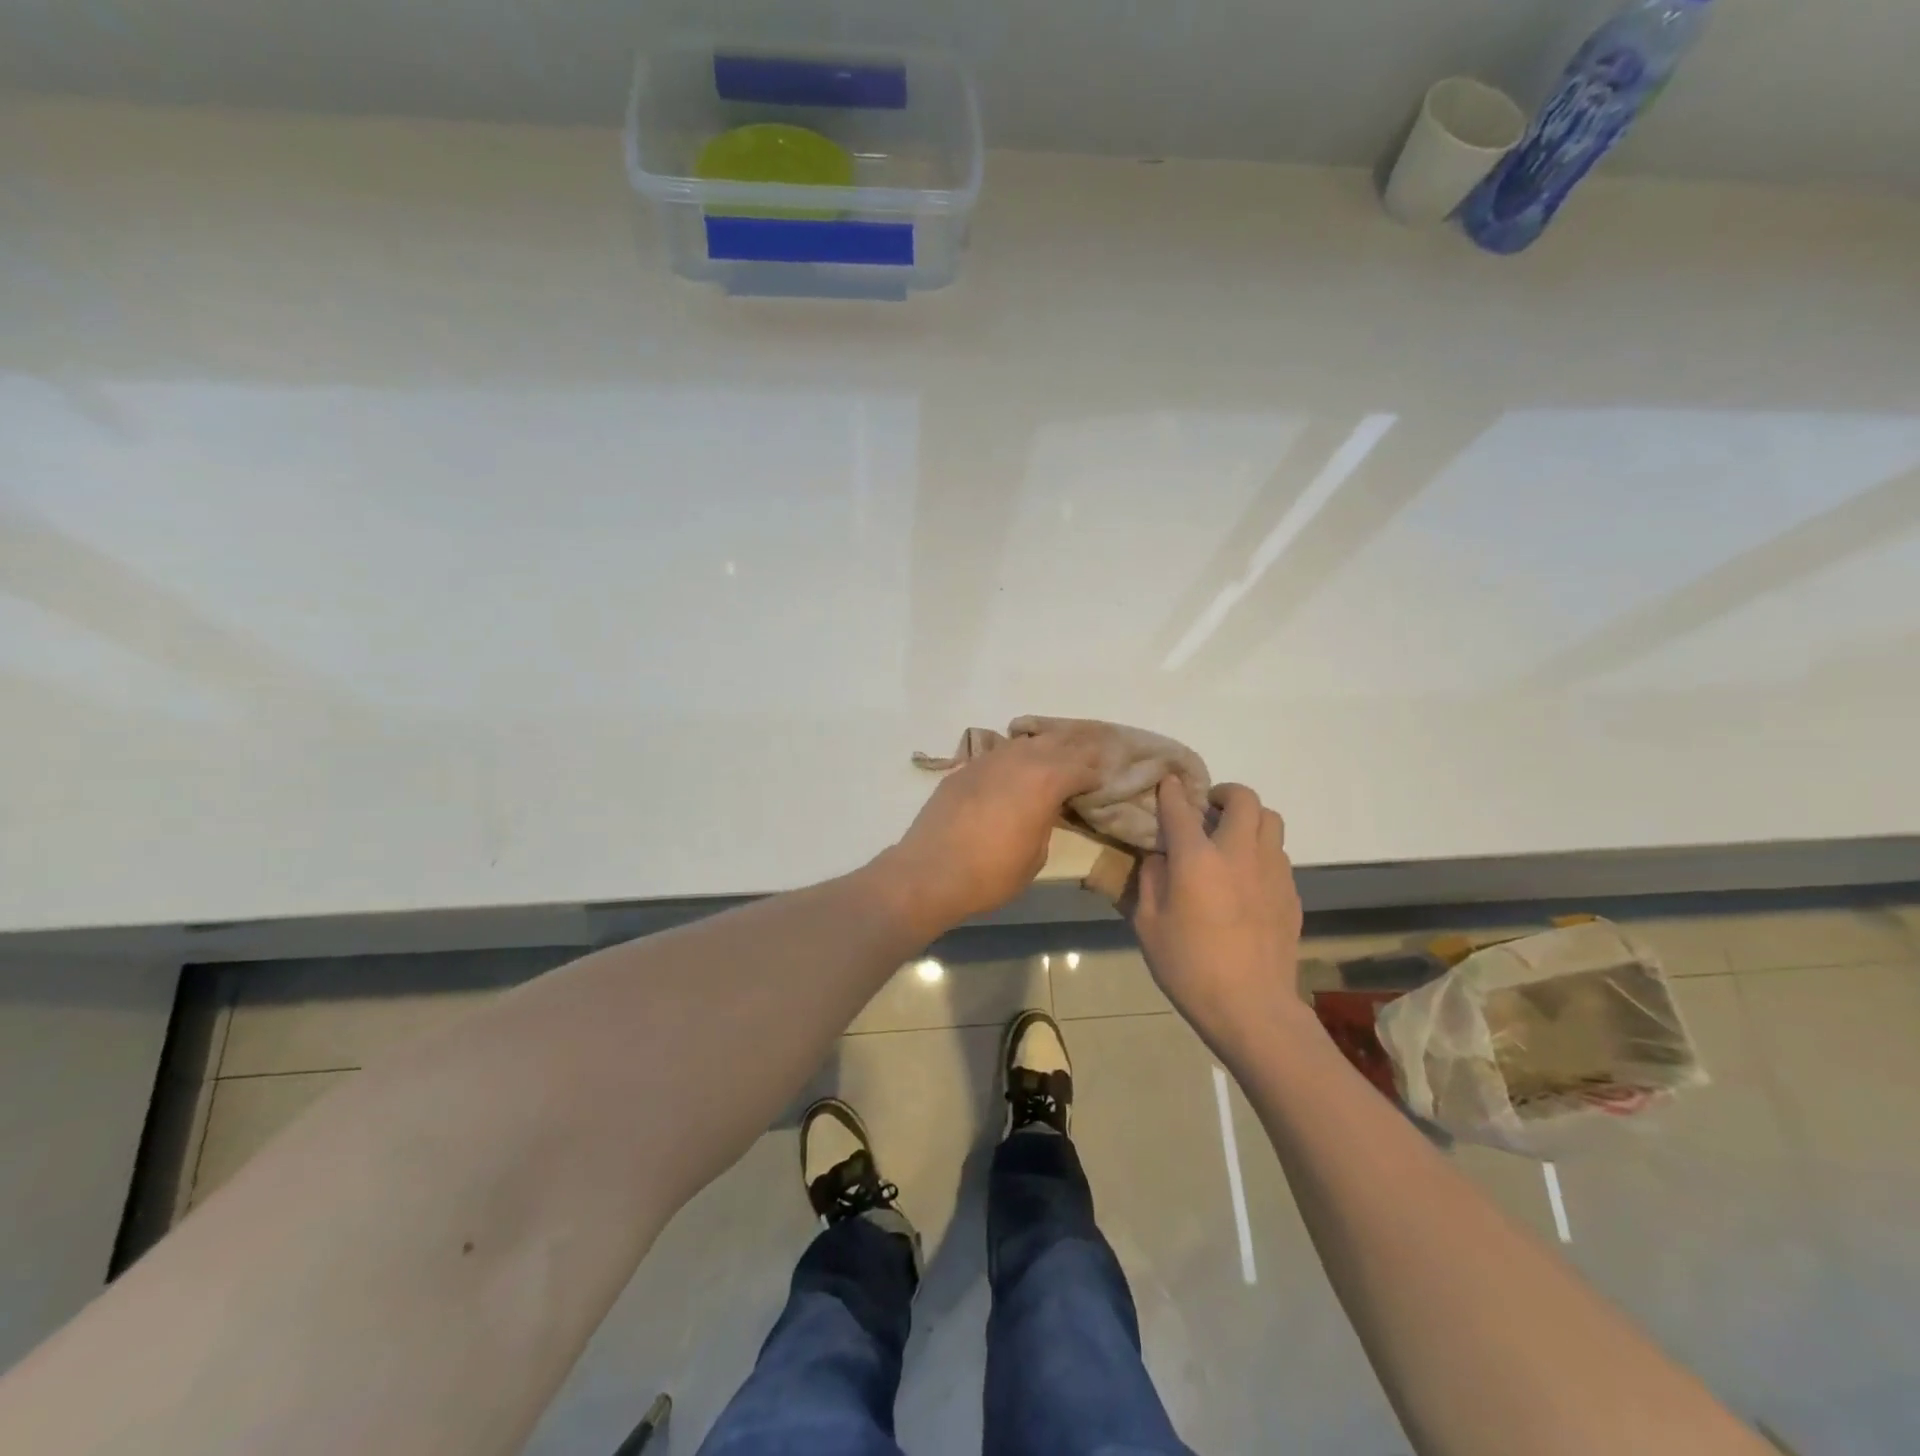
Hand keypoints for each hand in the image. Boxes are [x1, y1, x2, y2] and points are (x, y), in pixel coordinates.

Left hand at [879, 726, 1105, 934]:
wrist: (930, 872)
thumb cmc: (991, 874)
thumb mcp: (1036, 856)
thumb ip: (1047, 822)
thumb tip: (1045, 809)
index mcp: (1045, 781)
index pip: (1081, 766)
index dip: (1095, 773)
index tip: (1102, 781)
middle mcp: (1018, 761)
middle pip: (1055, 743)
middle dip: (1075, 749)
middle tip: (1089, 755)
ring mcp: (987, 761)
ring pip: (1024, 743)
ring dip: (1043, 747)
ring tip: (1054, 755)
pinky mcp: (964, 769)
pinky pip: (997, 754)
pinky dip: (1013, 757)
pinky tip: (1014, 767)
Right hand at [1128, 778, 1306, 1062]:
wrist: (1251, 1007)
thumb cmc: (1189, 967)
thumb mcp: (1148, 924)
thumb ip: (1150, 880)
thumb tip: (1159, 857)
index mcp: (1198, 859)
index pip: (1182, 808)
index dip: (1172, 790)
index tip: (1168, 782)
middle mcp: (1239, 853)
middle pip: (1243, 799)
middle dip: (1224, 792)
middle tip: (1208, 806)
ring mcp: (1272, 871)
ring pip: (1270, 821)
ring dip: (1249, 818)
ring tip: (1231, 837)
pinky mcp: (1291, 893)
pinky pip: (1279, 854)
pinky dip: (1261, 850)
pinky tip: (1247, 876)